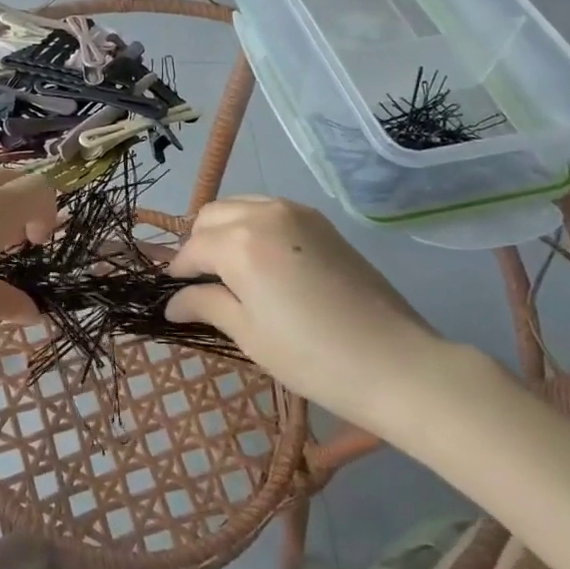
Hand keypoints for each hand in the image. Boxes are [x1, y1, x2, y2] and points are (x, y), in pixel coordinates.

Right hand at [166, 196, 444, 427]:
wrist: (396, 362)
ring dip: (224, 230)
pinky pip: (269, 210)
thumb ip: (206, 305)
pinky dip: (252, 226)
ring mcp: (296, 212)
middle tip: (201, 285)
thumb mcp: (250, 335)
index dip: (178, 272)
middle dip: (198, 245)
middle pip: (211, 216)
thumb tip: (172, 302)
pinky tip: (262, 262)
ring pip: (240, 206)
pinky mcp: (320, 221)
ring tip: (230, 271)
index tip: (174, 297)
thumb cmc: (313, 357)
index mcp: (240, 242)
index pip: (192, 248)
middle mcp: (264, 213)